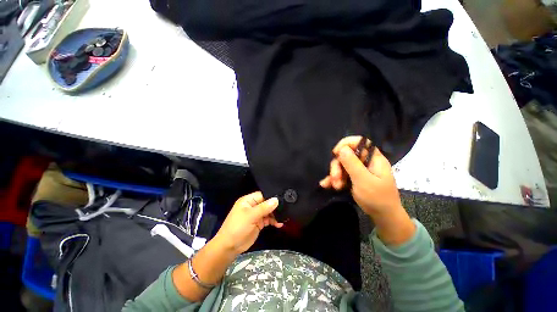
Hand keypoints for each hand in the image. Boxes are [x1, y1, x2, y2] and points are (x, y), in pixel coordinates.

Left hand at [214, 191, 282, 254]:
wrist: (229, 247)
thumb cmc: (237, 228)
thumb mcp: (250, 216)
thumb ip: (264, 208)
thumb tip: (276, 199)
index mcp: (248, 200)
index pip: (262, 195)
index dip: (272, 197)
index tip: (283, 199)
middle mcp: (253, 206)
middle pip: (266, 203)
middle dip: (275, 206)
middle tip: (286, 209)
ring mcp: (256, 215)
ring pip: (268, 211)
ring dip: (275, 214)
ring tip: (283, 217)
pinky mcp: (258, 223)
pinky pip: (268, 219)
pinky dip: (273, 221)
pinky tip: (279, 224)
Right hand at [319, 136, 402, 216]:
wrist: (383, 216)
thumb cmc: (377, 198)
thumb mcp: (364, 180)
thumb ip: (352, 163)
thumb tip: (342, 148)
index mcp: (373, 158)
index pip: (360, 142)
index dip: (346, 144)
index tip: (336, 152)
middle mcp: (365, 162)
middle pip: (346, 155)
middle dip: (337, 166)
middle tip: (335, 178)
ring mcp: (359, 170)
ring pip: (341, 165)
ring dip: (335, 175)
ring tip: (335, 186)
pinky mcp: (353, 178)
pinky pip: (341, 174)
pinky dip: (334, 179)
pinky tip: (326, 185)